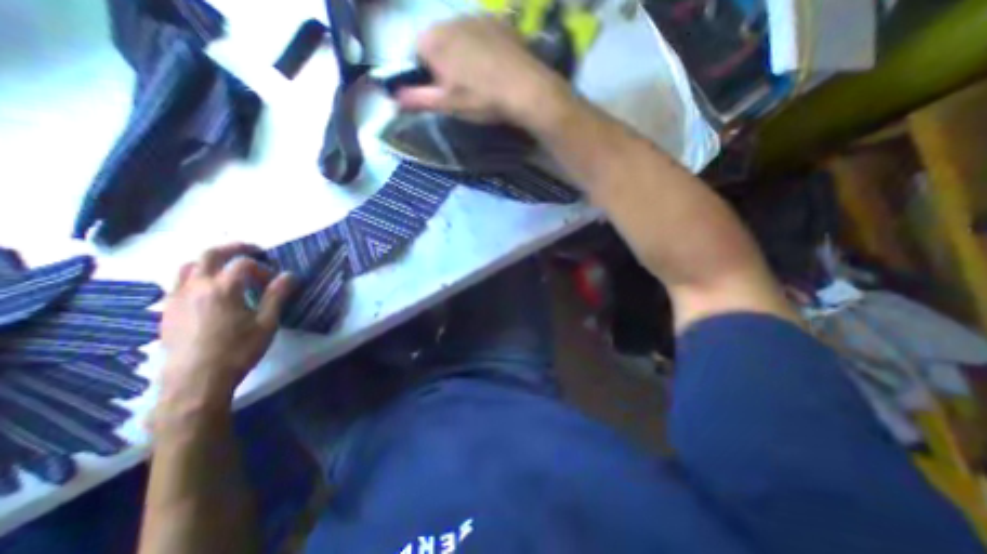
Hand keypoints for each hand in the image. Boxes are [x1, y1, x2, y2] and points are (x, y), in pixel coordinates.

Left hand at [155, 244, 292, 416]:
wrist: (196, 381)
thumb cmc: (238, 350)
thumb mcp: (266, 323)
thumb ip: (277, 295)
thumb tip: (289, 275)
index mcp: (223, 289)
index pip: (243, 263)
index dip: (263, 268)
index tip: (274, 281)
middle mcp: (196, 286)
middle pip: (210, 254)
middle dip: (234, 248)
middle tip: (253, 251)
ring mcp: (176, 297)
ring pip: (189, 265)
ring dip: (212, 261)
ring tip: (230, 270)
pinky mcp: (167, 310)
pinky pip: (179, 282)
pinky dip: (198, 276)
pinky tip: (211, 292)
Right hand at [395, 15, 570, 125]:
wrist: (525, 88)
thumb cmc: (481, 98)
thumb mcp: (447, 104)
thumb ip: (417, 99)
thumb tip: (393, 98)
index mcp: (433, 40)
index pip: (415, 52)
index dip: (423, 73)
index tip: (437, 91)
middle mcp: (451, 20)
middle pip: (436, 41)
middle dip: (441, 63)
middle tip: (458, 88)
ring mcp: (476, 17)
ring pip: (458, 37)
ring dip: (461, 55)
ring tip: (478, 80)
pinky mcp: (498, 21)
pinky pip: (480, 34)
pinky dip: (480, 48)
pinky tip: (493, 67)